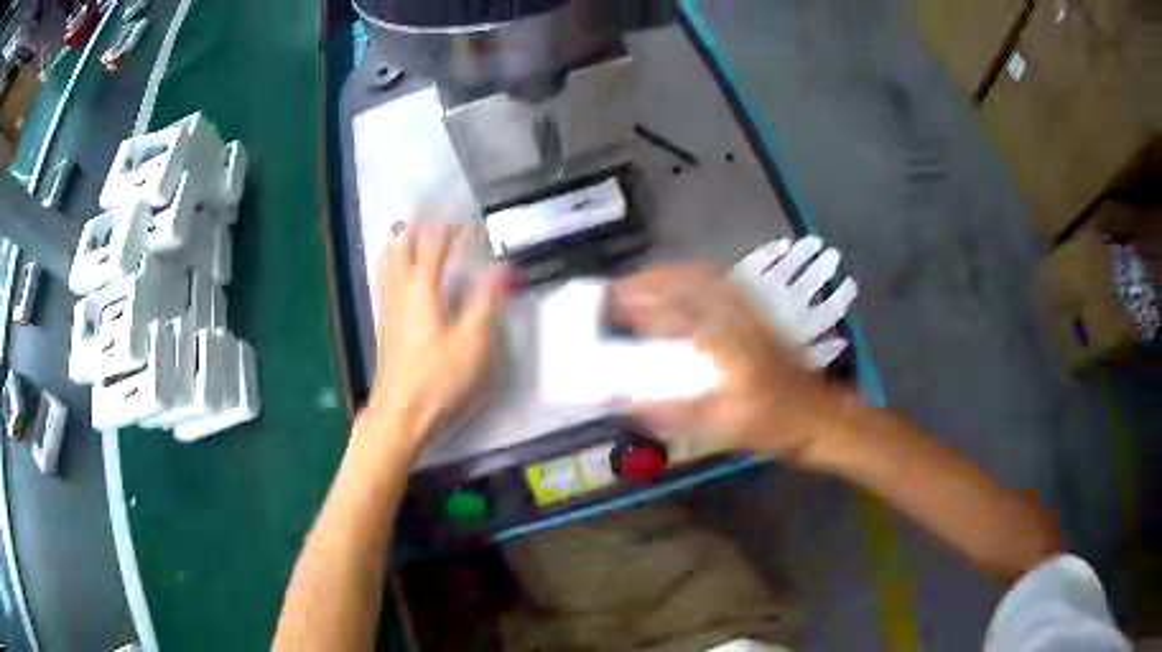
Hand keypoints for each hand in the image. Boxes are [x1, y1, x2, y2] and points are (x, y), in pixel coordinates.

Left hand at [364, 224, 509, 449]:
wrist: (401, 414)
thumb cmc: (438, 380)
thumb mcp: (472, 343)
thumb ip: (486, 302)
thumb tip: (504, 269)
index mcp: (422, 289)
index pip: (434, 243)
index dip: (451, 226)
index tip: (468, 216)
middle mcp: (399, 291)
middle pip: (402, 245)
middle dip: (419, 225)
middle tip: (439, 216)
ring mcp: (388, 307)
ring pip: (389, 261)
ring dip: (404, 242)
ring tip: (419, 235)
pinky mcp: (385, 324)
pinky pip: (385, 280)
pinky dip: (395, 264)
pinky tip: (403, 275)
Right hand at [612, 264, 849, 458]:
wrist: (817, 417)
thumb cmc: (773, 423)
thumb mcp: (723, 426)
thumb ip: (673, 412)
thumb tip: (627, 400)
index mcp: (726, 338)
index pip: (670, 310)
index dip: (633, 304)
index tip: (603, 305)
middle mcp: (736, 313)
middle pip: (685, 281)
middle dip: (645, 281)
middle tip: (614, 292)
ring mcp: (748, 311)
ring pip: (701, 278)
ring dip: (665, 278)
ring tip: (638, 289)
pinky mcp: (755, 316)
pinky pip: (716, 287)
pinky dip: (688, 282)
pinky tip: (677, 294)